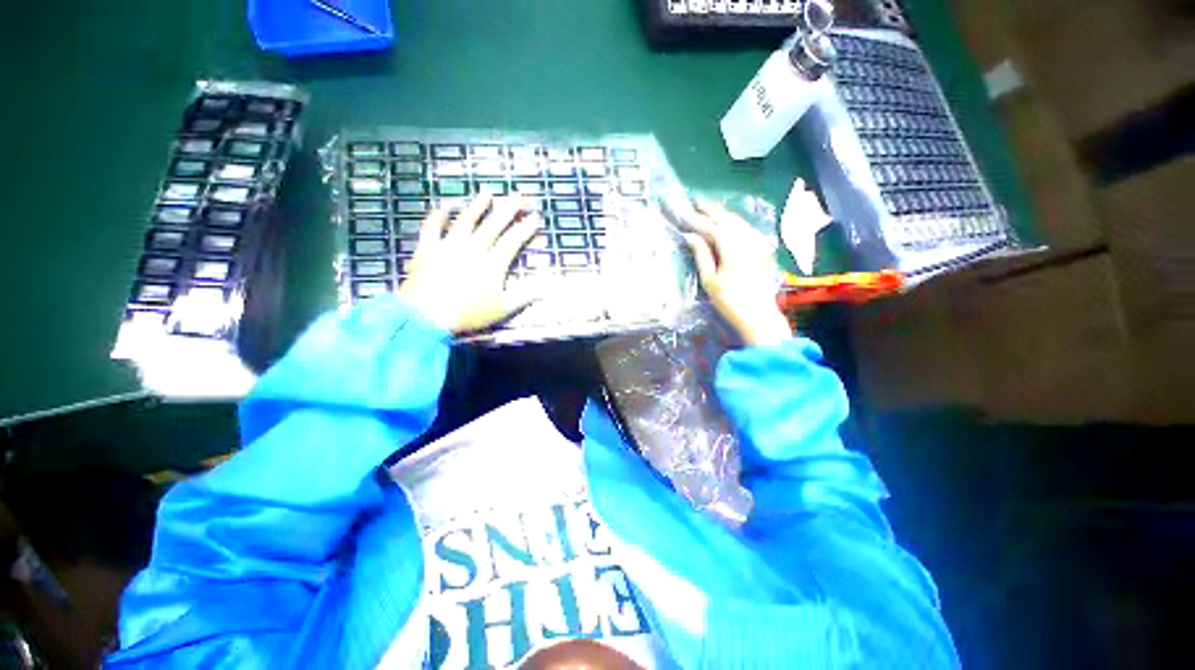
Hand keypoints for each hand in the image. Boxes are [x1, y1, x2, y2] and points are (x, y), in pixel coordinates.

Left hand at [398, 194, 541, 332]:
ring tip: (488, 192)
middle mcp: (473, 248)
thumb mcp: (502, 308)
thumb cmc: (468, 313)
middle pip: (494, 224)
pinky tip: (447, 205)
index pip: (513, 240)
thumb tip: (548, 289)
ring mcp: (449, 245)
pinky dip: (439, 214)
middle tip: (520, 195)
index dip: (526, 228)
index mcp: (492, 263)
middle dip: (509, 209)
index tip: (535, 217)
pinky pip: (432, 226)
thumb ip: (525, 296)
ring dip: (478, 205)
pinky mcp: (428, 248)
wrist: (427, 315)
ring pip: (466, 220)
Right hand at [683, 200, 792, 346]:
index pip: (713, 227)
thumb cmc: (729, 300)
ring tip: (711, 209)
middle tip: (697, 201)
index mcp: (732, 248)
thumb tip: (691, 236)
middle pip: (729, 219)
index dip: (698, 219)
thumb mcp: (710, 280)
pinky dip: (737, 223)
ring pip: (740, 222)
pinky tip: (731, 223)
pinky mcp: (763, 250)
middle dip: (712, 210)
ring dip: (725, 214)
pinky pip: (749, 229)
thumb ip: (701, 255)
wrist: (759, 314)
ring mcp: (758, 244)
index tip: (686, 212)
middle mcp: (747, 241)